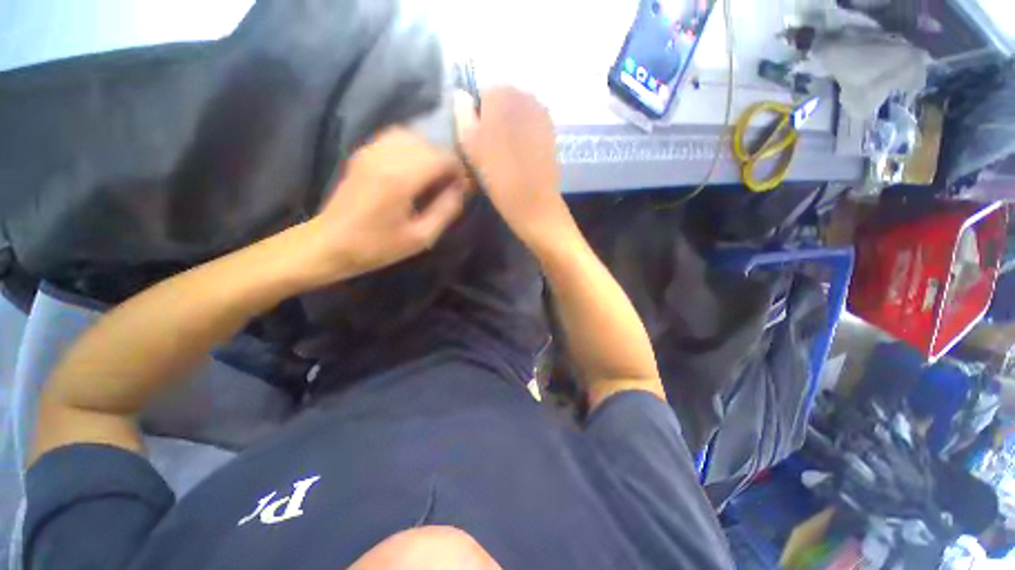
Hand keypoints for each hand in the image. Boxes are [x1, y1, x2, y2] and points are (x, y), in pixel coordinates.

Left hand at [306, 128, 467, 283]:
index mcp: (401, 178)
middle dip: (445, 162)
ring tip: (432, 177)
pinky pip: (395, 137)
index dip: (458, 170)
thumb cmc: (378, 246)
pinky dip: (412, 148)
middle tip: (449, 186)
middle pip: (429, 143)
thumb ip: (446, 210)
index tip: (461, 188)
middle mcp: (386, 155)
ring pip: (412, 136)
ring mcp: (371, 150)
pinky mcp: (363, 152)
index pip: (442, 157)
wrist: (330, 243)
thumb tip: (461, 189)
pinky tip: (414, 169)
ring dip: (429, 153)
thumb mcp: (421, 237)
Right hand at [458, 87, 573, 252]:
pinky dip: (523, 132)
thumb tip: (461, 95)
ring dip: (509, 124)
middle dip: (493, 116)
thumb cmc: (498, 176)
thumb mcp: (470, 146)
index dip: (475, 115)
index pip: (480, 91)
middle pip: (501, 98)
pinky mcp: (551, 129)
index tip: (475, 139)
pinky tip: (520, 153)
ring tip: (505, 152)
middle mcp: (524, 94)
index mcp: (501, 94)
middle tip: (489, 146)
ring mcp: (541, 111)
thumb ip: (462, 113)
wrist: (533, 202)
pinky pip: (530, 122)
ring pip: (516, 110)